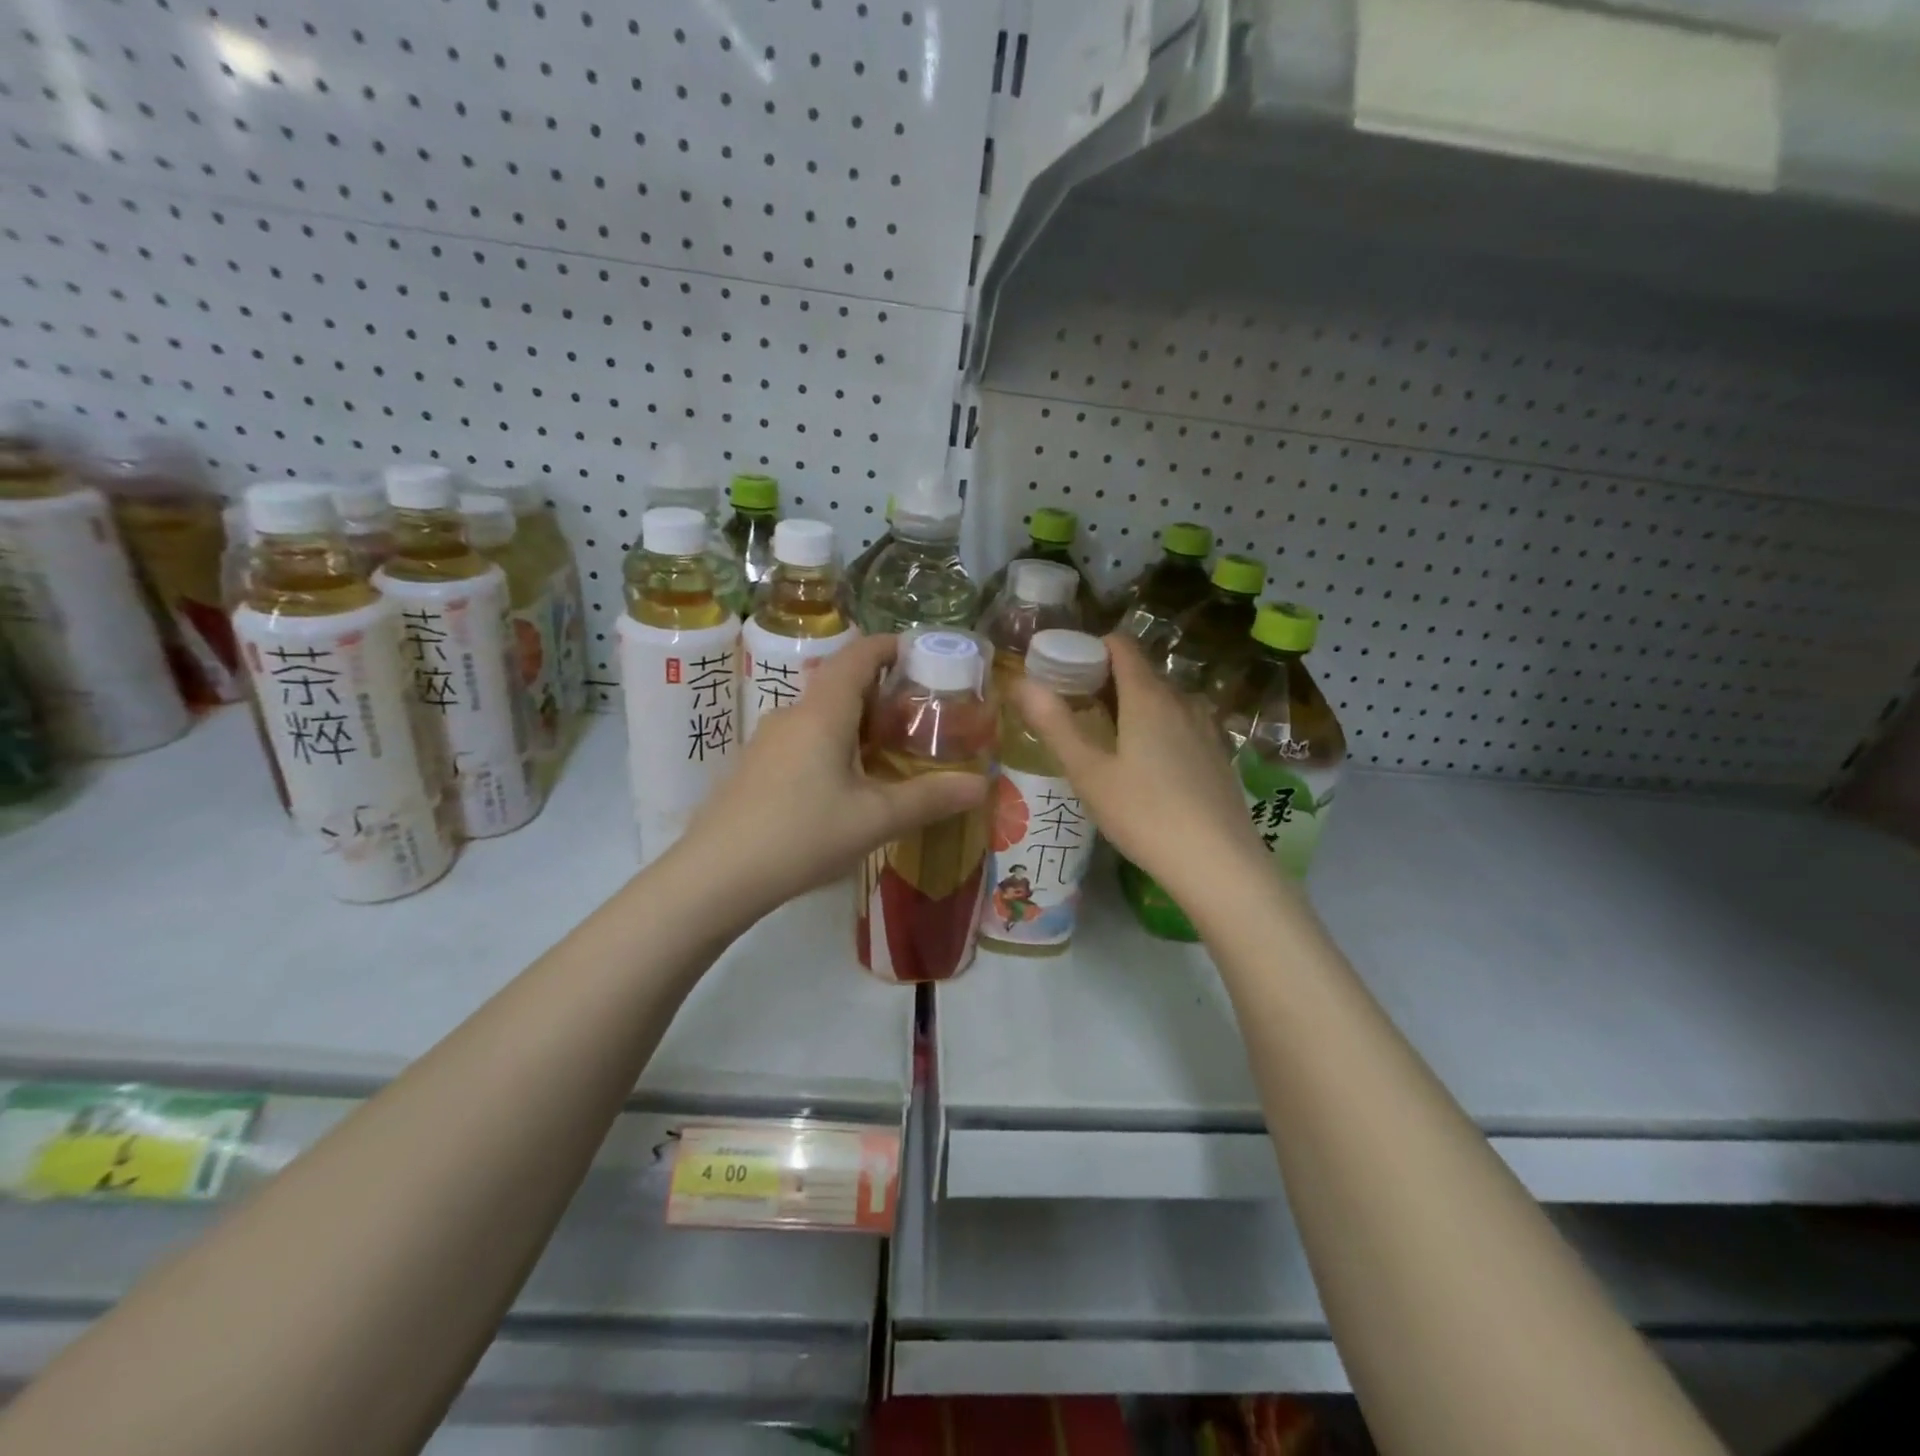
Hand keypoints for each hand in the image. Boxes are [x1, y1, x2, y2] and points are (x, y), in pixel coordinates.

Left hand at [680, 634, 987, 917]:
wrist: (714, 876)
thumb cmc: (801, 835)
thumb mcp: (874, 819)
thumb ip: (930, 798)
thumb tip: (982, 784)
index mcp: (823, 711)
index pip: (859, 655)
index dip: (891, 646)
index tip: (924, 654)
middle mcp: (792, 714)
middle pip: (841, 682)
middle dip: (883, 690)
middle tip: (922, 714)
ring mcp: (768, 741)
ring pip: (822, 714)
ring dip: (858, 721)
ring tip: (893, 749)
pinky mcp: (756, 768)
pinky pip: (804, 738)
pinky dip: (835, 743)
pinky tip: (848, 782)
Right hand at [1012, 634, 1265, 899]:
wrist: (1218, 863)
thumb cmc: (1144, 814)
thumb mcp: (1088, 773)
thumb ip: (1054, 724)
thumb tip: (1021, 683)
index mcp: (1147, 697)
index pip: (1121, 646)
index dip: (1091, 648)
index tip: (1065, 671)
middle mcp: (1181, 701)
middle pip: (1141, 672)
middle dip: (1106, 681)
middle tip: (1075, 711)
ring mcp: (1206, 727)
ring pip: (1163, 700)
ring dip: (1133, 706)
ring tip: (1107, 739)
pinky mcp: (1218, 754)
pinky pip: (1181, 724)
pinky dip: (1158, 727)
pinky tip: (1146, 766)